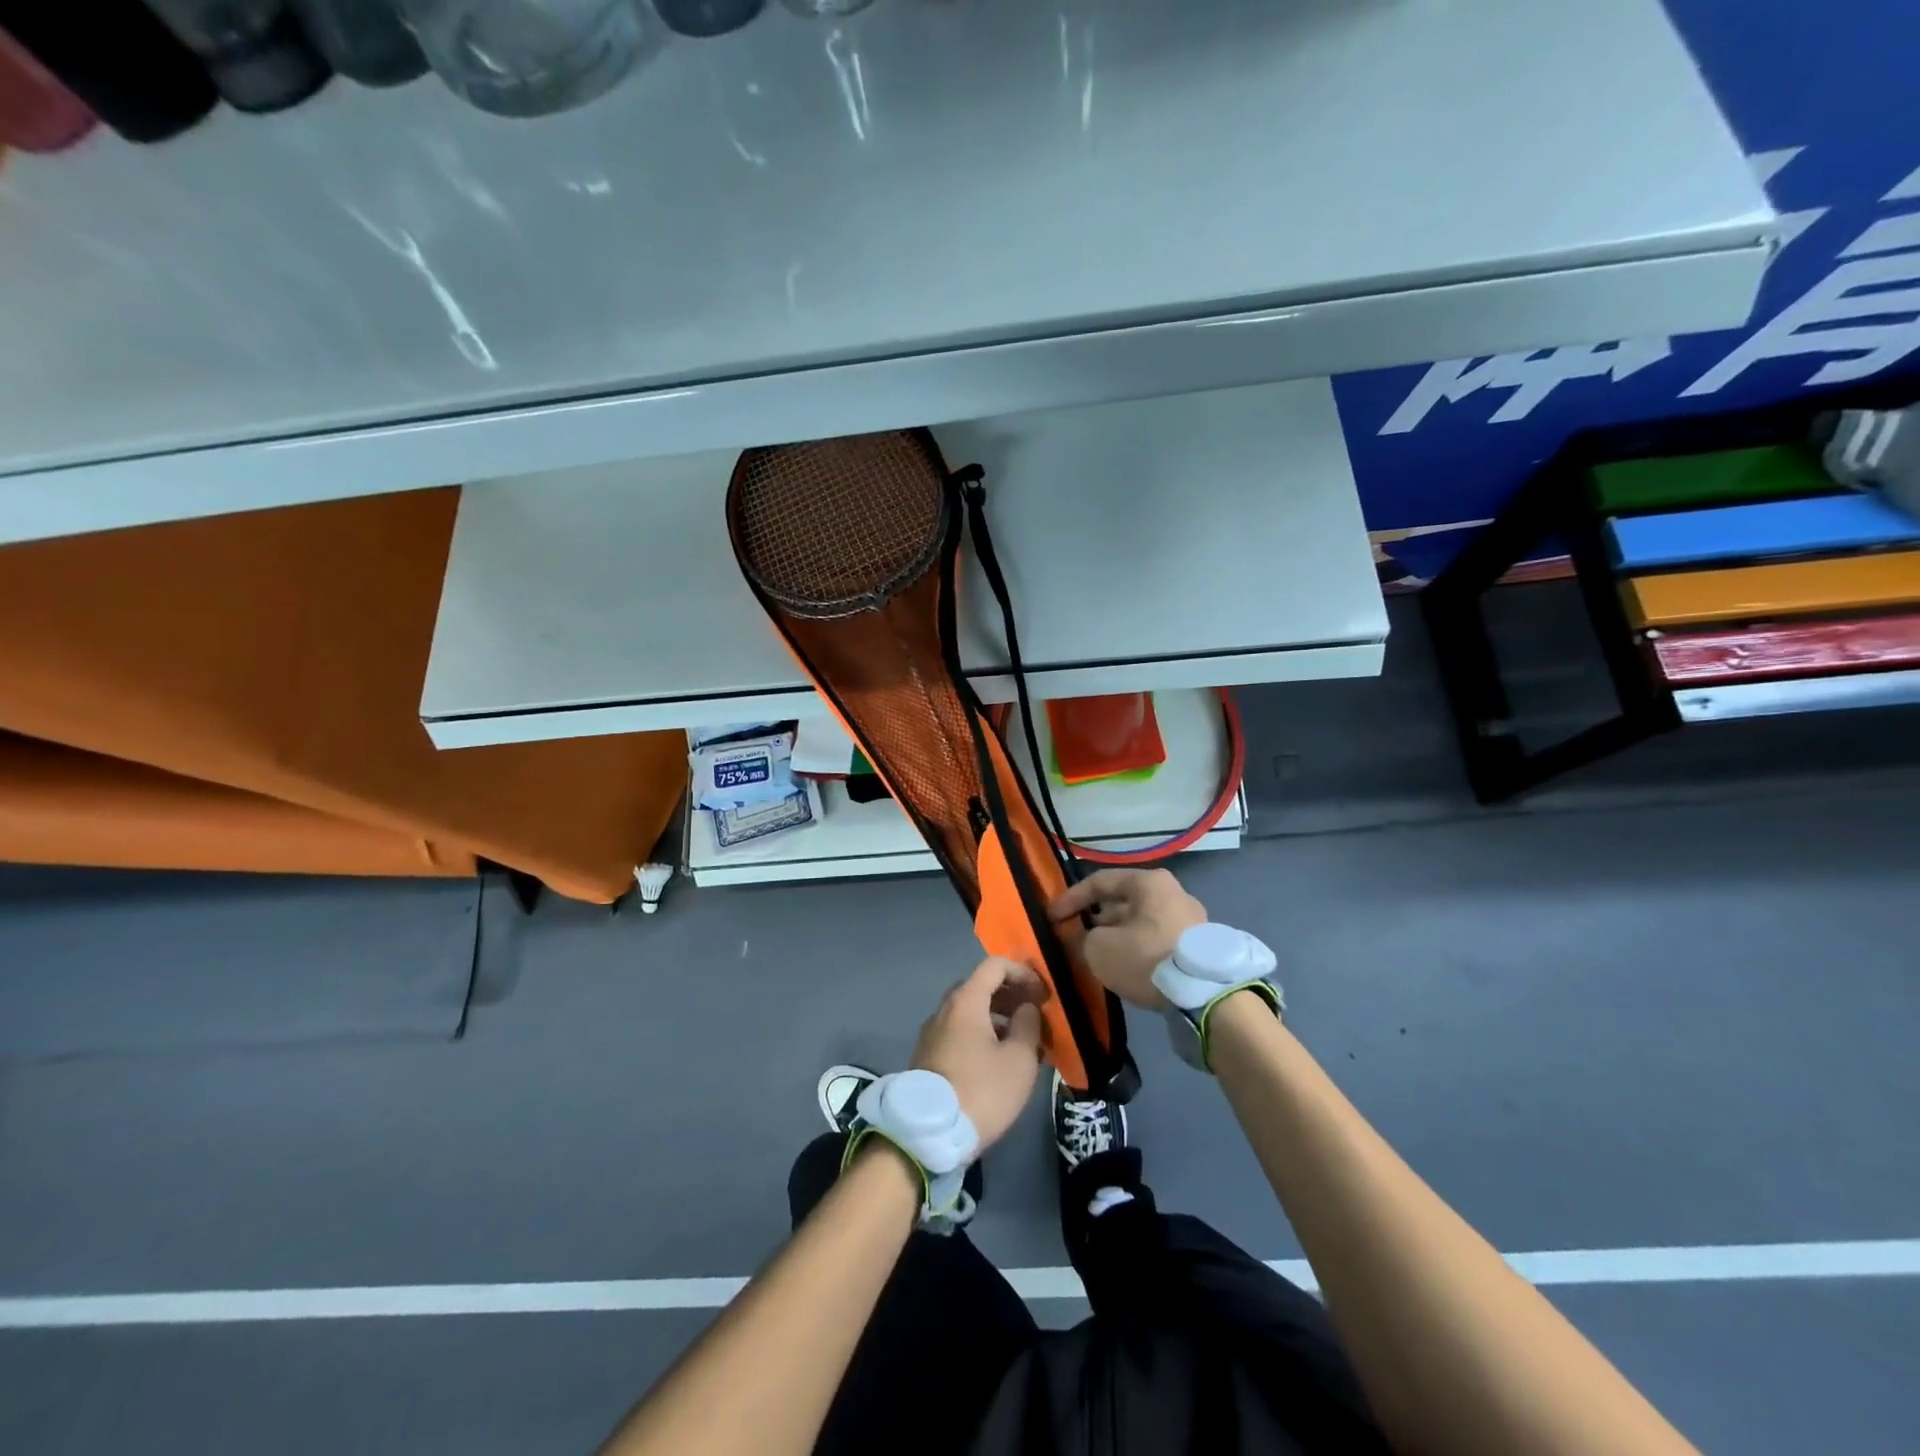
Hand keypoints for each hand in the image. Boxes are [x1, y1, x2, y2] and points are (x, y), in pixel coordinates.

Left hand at [911, 956, 1047, 1148]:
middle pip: (981, 987)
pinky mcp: (928, 1057)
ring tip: (1024, 1043)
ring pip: (970, 1013)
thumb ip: (1028, 1024)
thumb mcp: (1019, 1059)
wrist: (928, 1134)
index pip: (995, 965)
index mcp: (966, 1001)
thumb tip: (1026, 1008)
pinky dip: (982, 1035)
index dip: (1023, 972)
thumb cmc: (981, 1091)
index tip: (1043, 994)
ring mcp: (932, 1033)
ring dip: (998, 1019)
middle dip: (1012, 996)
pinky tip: (999, 1062)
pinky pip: (960, 1033)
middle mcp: (944, 1009)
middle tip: (1035, 1016)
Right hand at [1049, 867, 1207, 1009]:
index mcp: (1149, 882)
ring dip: (1117, 935)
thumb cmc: (1147, 958)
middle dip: (1096, 918)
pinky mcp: (1198, 946)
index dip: (1070, 898)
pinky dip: (1137, 948)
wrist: (1206, 995)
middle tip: (1075, 936)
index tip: (1052, 917)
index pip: (1100, 881)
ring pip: (1140, 922)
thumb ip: (1082, 938)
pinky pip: (1157, 939)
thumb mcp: (1099, 949)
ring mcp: (1190, 919)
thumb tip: (1083, 938)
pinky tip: (1126, 966)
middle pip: (1123, 901)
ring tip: (1098, 954)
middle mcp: (1173, 892)